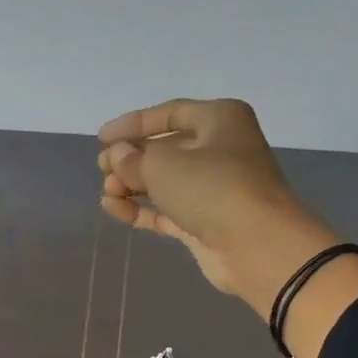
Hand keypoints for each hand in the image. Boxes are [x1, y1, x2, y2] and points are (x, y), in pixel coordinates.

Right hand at [98, 98, 340, 313]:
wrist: (255, 244)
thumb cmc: (212, 188)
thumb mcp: (164, 166)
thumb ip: (133, 159)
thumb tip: (117, 155)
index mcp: (219, 119)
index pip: (170, 113)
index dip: (133, 124)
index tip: (102, 137)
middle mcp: (219, 148)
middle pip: (166, 148)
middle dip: (131, 158)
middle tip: (102, 168)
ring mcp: (212, 188)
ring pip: (164, 181)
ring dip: (132, 185)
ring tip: (106, 193)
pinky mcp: (203, 221)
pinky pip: (165, 210)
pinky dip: (141, 209)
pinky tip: (114, 209)